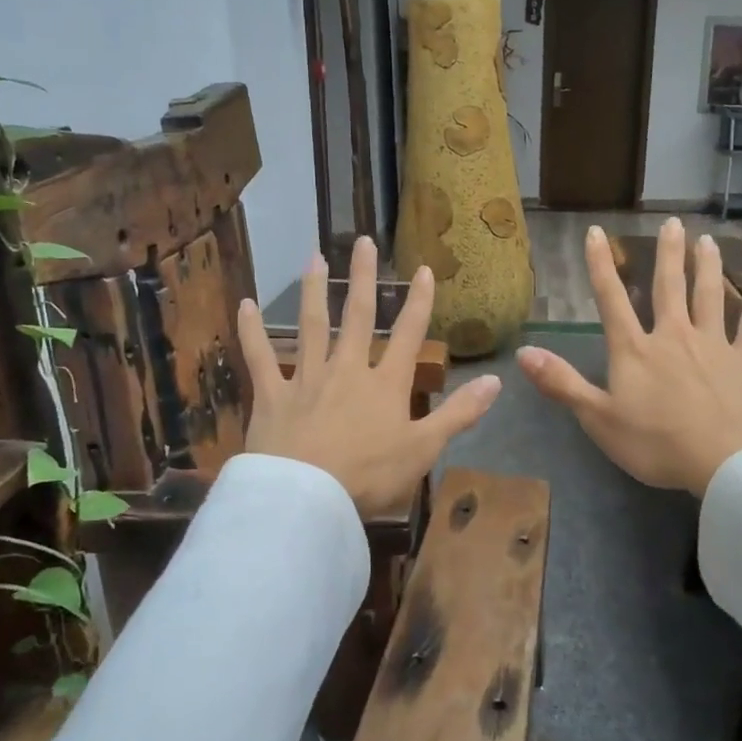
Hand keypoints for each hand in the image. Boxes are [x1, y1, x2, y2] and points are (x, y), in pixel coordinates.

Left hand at [237, 237, 500, 515]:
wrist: (307, 499)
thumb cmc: (369, 476)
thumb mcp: (424, 449)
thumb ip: (459, 413)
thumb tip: (496, 380)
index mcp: (385, 384)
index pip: (408, 334)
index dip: (418, 301)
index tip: (423, 269)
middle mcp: (347, 369)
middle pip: (357, 316)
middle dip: (363, 278)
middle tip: (363, 242)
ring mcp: (307, 378)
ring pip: (311, 325)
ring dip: (313, 290)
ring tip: (315, 256)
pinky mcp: (272, 394)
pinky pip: (260, 357)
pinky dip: (251, 331)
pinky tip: (244, 305)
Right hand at [516, 220, 741, 497]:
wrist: (725, 461)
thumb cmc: (656, 443)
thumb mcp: (598, 418)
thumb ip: (561, 383)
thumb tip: (523, 352)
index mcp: (635, 350)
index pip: (611, 299)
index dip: (600, 265)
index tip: (595, 233)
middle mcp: (673, 335)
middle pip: (668, 286)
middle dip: (667, 254)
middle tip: (671, 223)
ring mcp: (713, 343)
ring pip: (709, 294)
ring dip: (706, 265)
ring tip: (705, 240)